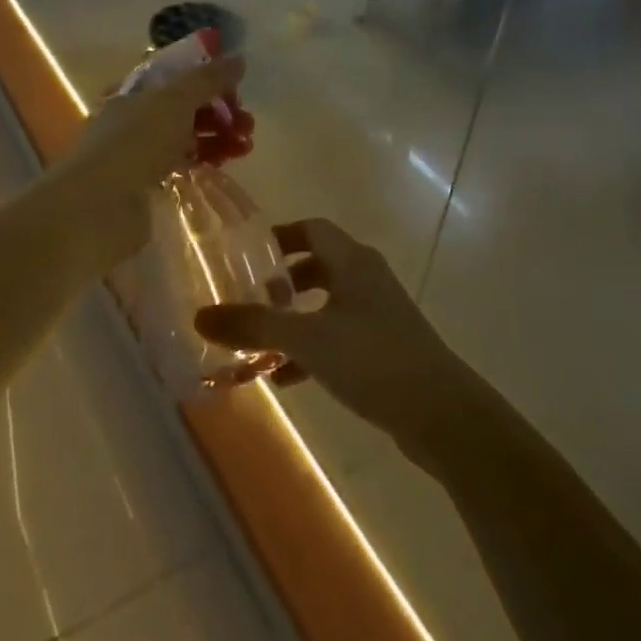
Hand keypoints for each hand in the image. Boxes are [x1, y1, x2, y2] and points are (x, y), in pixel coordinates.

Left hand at [50, 54, 249, 263]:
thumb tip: (238, 59)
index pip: (177, 75)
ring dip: (218, 136)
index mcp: (135, 90)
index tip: (237, 87)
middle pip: (185, 107)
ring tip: (245, 146)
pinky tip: (225, 163)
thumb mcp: (175, 100)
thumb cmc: (135, 143)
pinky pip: (183, 164)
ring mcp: (140, 152)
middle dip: (220, 110)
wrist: (98, 207)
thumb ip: (208, 78)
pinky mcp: (148, 184)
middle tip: (247, 124)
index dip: (208, 77)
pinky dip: (205, 160)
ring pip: (187, 136)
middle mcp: (135, 118)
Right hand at [193, 218, 474, 444]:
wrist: (440, 412)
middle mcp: (367, 279)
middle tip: (248, 300)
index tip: (245, 256)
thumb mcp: (306, 339)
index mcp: (353, 261)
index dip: (279, 237)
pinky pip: (339, 337)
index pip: (312, 229)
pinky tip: (287, 379)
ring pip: (327, 305)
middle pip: (318, 265)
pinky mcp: (385, 347)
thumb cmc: (372, 359)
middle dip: (282, 283)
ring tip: (258, 344)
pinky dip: (312, 350)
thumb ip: (254, 326)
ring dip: (294, 321)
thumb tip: (199, 315)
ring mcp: (379, 314)